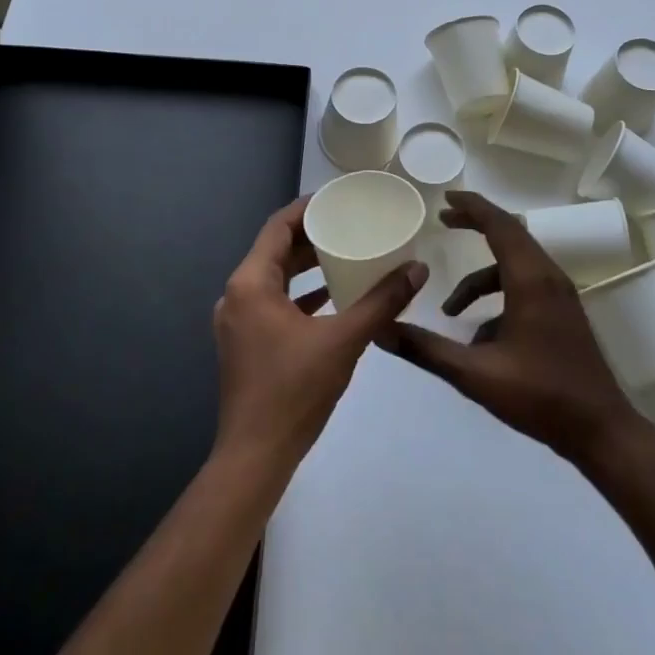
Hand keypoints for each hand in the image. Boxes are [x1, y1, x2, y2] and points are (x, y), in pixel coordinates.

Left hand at [213, 196, 427, 468]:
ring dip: (306, 265)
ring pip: (274, 278)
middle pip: (274, 250)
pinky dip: (299, 294)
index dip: (307, 208)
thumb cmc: (294, 390)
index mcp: (250, 284)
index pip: (277, 227)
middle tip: (349, 223)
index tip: (339, 198)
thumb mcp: (344, 340)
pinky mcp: (244, 343)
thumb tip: (418, 270)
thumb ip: (381, 302)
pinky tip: (332, 296)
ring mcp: (237, 321)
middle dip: (311, 235)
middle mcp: (237, 295)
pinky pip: (273, 302)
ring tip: (345, 252)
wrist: (256, 456)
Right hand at [384, 191, 638, 462]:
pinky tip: (481, 335)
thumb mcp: (474, 375)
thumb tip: (382, 331)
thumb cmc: (539, 397)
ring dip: (481, 276)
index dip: (472, 207)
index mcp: (530, 281)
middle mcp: (549, 277)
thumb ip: (426, 350)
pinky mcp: (564, 313)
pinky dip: (499, 294)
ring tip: (450, 308)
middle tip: (443, 222)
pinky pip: (526, 285)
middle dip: (476, 225)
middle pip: (510, 234)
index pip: (500, 225)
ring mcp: (560, 295)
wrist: (601, 431)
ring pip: (517, 263)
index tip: (445, 200)